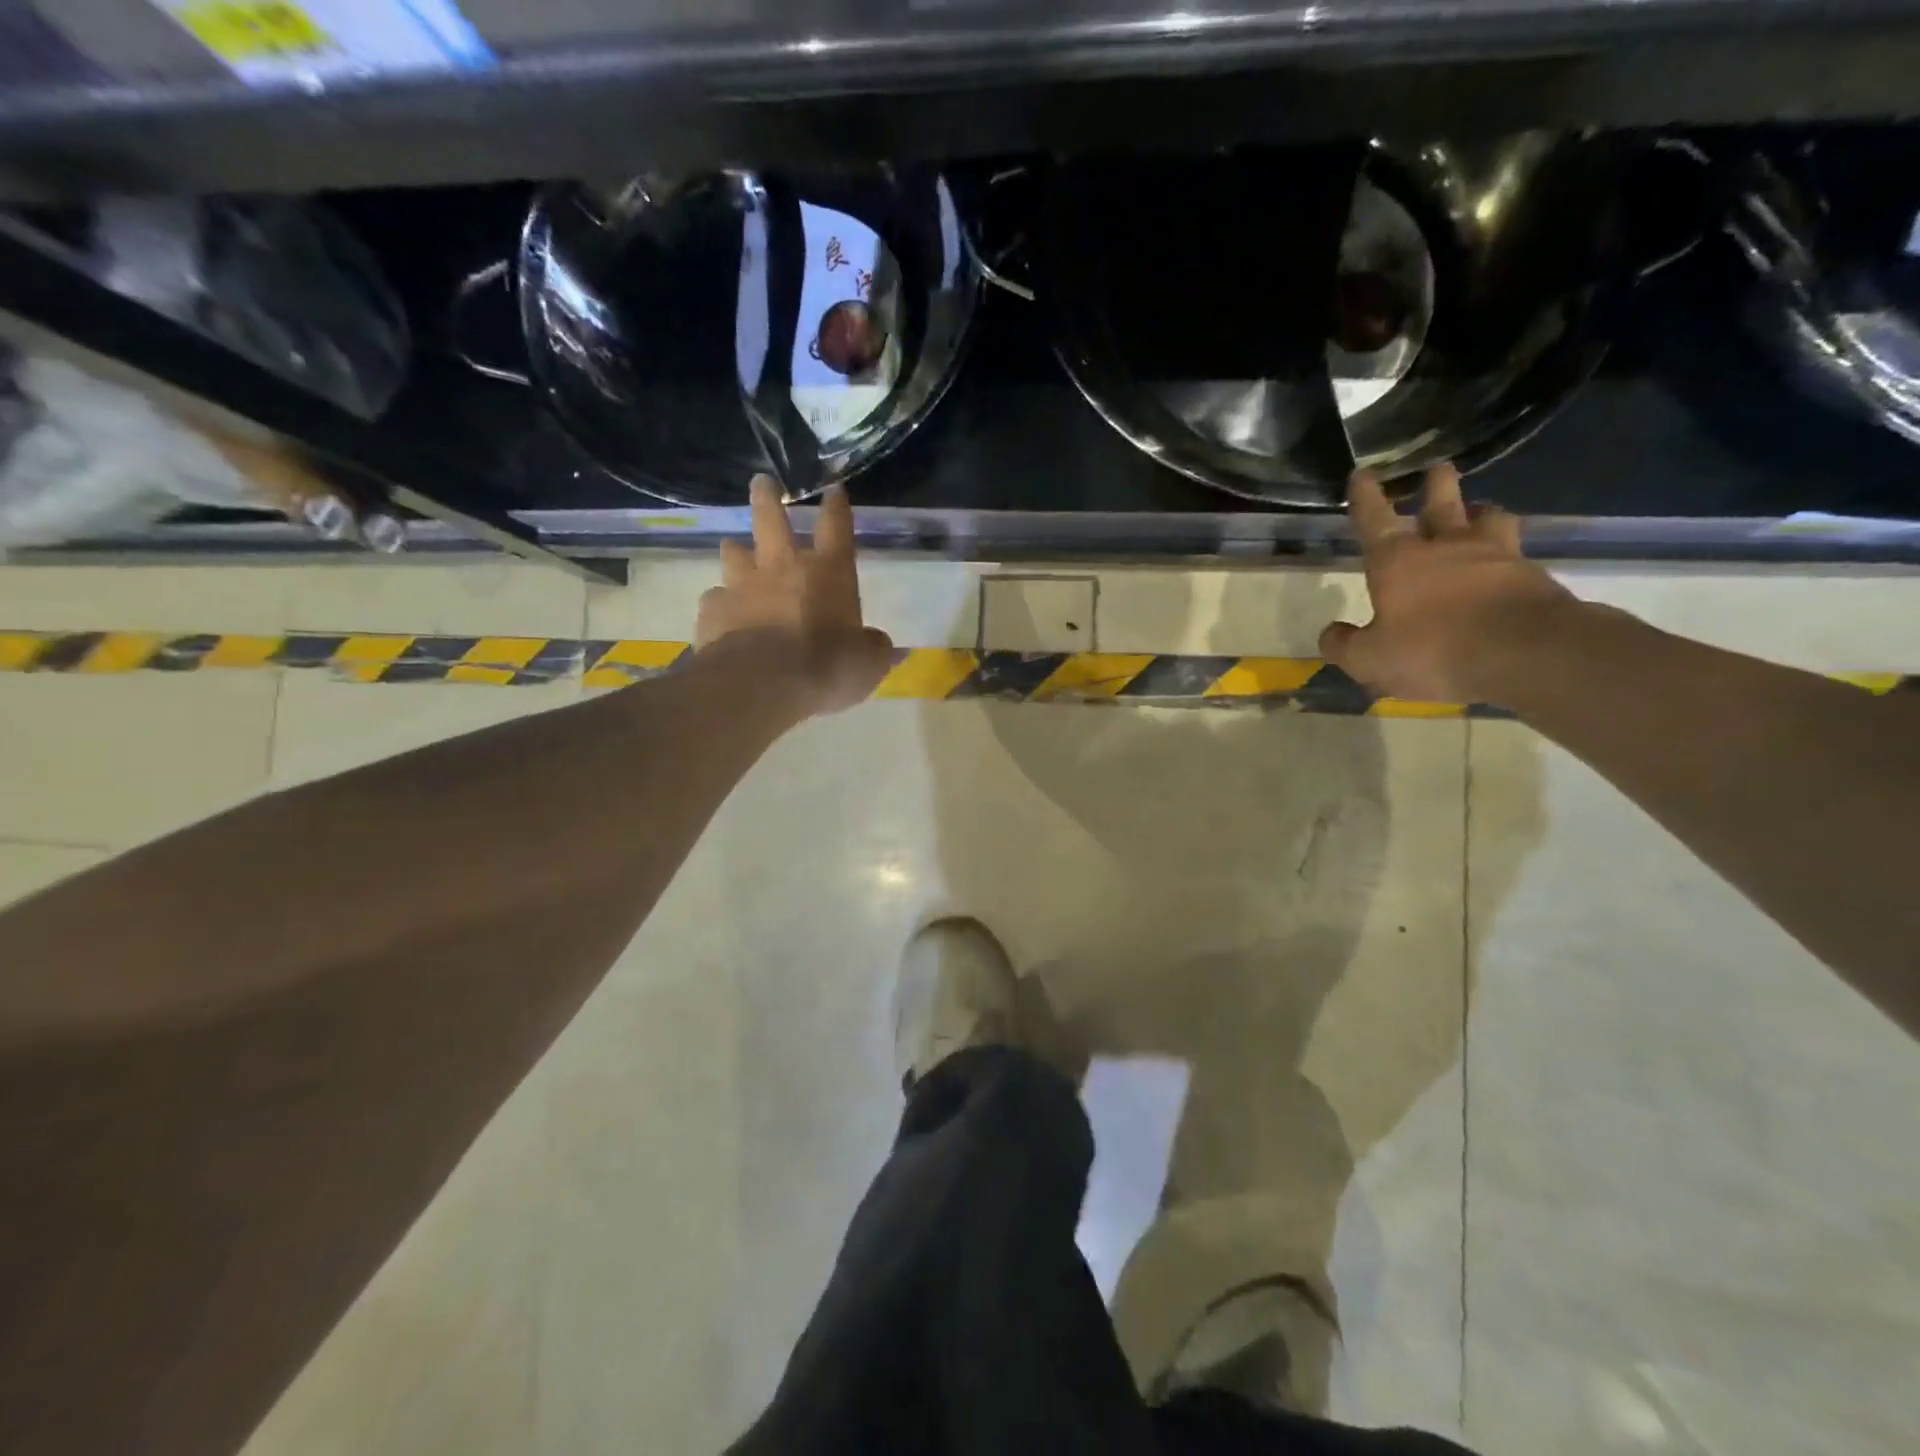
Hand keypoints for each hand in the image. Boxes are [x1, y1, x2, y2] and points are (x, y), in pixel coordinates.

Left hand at [695, 476, 894, 715]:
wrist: (761, 684)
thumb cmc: (826, 668)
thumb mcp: (866, 665)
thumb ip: (876, 651)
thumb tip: (888, 647)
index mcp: (828, 573)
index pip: (836, 528)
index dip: (837, 507)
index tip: (834, 489)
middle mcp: (783, 567)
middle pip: (771, 519)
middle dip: (767, 497)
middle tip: (762, 482)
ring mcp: (742, 585)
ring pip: (734, 553)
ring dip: (736, 549)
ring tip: (734, 548)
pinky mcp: (713, 609)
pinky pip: (715, 598)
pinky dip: (720, 603)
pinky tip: (721, 614)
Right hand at [1319, 464, 1575, 703]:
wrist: (1526, 655)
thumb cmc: (1433, 651)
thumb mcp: (1371, 659)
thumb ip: (1345, 645)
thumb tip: (1332, 633)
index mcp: (1397, 561)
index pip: (1374, 519)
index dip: (1365, 497)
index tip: (1362, 474)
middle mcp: (1446, 548)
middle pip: (1441, 504)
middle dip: (1436, 486)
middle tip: (1437, 469)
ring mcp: (1495, 557)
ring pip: (1488, 519)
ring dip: (1480, 512)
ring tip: (1478, 512)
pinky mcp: (1533, 576)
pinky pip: (1515, 554)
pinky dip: (1506, 554)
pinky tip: (1505, 564)